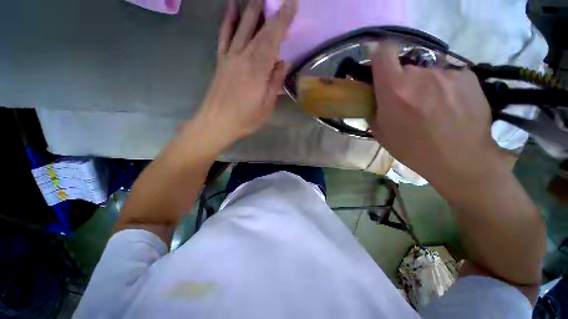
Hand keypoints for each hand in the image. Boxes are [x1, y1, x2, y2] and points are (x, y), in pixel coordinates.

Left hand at [189, 0, 297, 151]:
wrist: (213, 124)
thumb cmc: (243, 117)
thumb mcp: (267, 104)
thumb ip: (275, 80)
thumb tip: (283, 61)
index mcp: (258, 67)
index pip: (274, 37)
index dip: (283, 19)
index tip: (291, 3)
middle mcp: (244, 55)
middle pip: (258, 27)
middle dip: (268, 8)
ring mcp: (230, 54)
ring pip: (241, 26)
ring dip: (249, 8)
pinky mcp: (221, 57)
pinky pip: (224, 35)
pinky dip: (228, 20)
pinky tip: (231, 8)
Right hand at [369, 43, 499, 187]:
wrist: (465, 165)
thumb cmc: (422, 154)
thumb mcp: (387, 137)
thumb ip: (375, 108)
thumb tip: (374, 93)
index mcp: (396, 87)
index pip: (383, 49)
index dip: (385, 55)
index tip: (390, 67)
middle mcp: (420, 73)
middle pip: (413, 67)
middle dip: (415, 81)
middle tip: (424, 104)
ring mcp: (447, 73)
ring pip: (437, 74)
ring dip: (438, 87)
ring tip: (448, 111)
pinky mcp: (467, 76)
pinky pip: (457, 77)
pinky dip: (458, 89)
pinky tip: (462, 108)